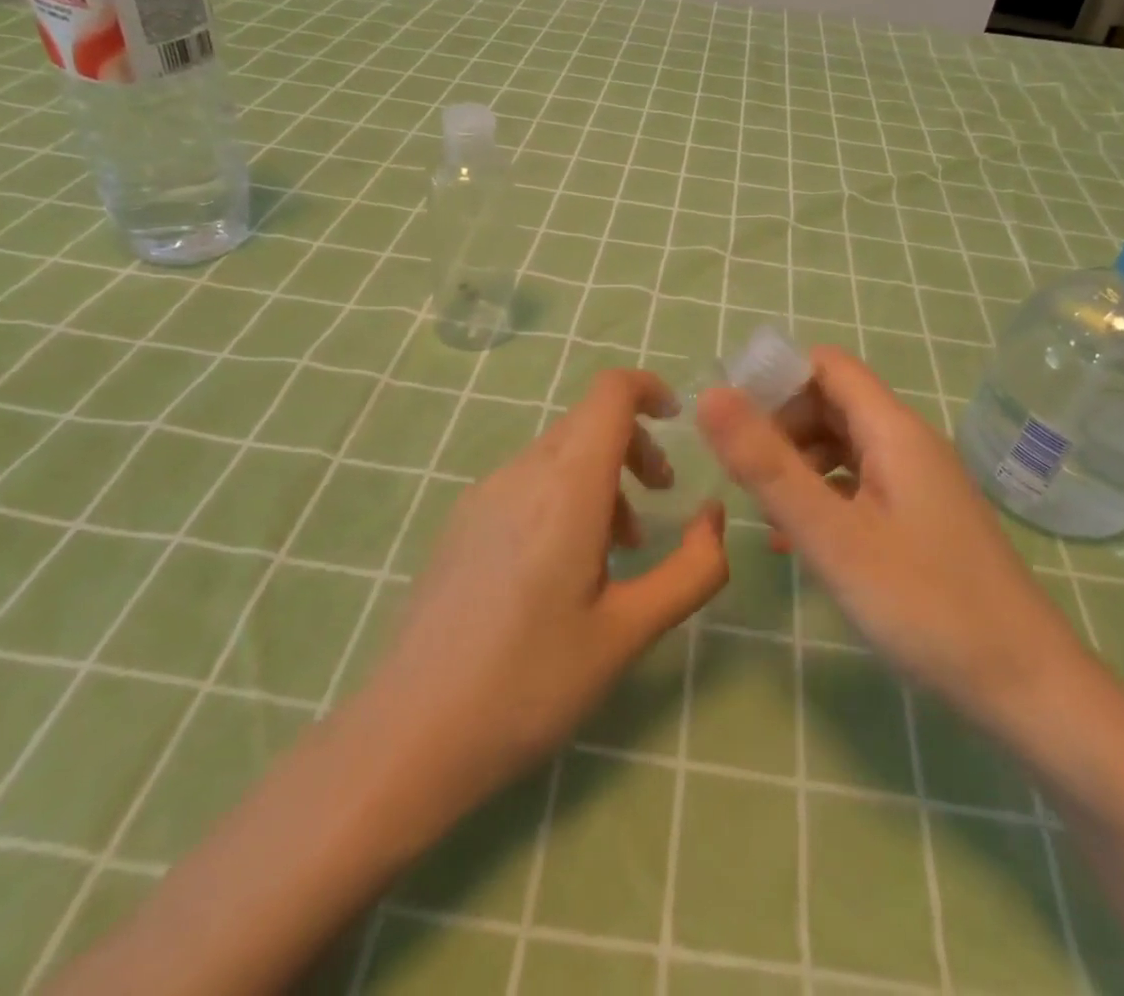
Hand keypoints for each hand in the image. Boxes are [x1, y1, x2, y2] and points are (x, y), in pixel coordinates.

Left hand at [354, 369, 728, 817]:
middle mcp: (521, 473)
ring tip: (617, 548)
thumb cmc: (530, 684)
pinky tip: (562, 567)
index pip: (610, 392)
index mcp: (566, 487)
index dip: (649, 388)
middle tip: (661, 500)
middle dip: (634, 446)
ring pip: (558, 453)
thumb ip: (692, 568)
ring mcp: (483, 494)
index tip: (677, 421)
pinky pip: (527, 481)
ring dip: (601, 477)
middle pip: (588, 421)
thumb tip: (714, 515)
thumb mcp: (630, 632)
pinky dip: (564, 495)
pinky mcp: (461, 521)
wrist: (409, 735)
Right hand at [697, 347, 1085, 732]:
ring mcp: (919, 481)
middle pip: (833, 402)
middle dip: (781, 426)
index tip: (732, 421)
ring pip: (845, 444)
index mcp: (894, 430)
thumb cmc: (925, 605)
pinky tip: (799, 541)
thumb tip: (712, 396)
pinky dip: (824, 495)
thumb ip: (768, 466)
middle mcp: (909, 443)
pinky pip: (861, 483)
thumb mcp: (832, 536)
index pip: (826, 366)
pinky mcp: (922, 518)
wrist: (1027, 686)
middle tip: (742, 474)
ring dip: (798, 463)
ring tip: (766, 513)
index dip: (776, 379)